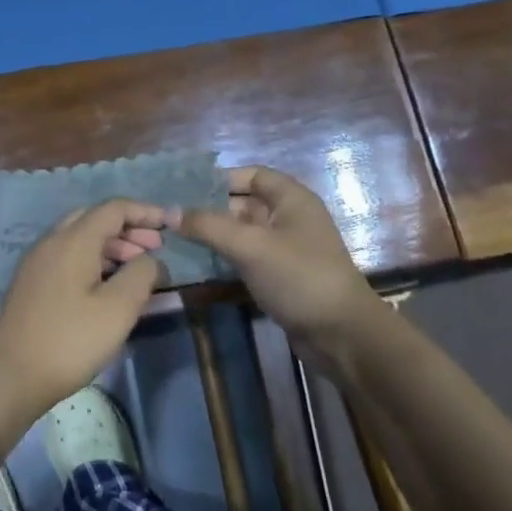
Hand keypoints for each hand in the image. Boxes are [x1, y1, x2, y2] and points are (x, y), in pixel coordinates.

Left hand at [0, 199, 170, 413]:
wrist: (10, 374)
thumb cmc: (70, 340)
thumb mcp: (118, 309)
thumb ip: (141, 275)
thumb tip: (151, 260)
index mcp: (74, 240)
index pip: (114, 209)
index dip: (145, 212)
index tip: (171, 224)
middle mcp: (52, 241)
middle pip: (95, 219)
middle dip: (129, 228)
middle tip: (156, 248)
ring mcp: (39, 262)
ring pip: (80, 238)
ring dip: (112, 245)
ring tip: (138, 268)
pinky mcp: (33, 283)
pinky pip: (69, 256)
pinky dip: (94, 259)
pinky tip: (108, 285)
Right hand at [178, 166, 376, 361]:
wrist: (341, 335)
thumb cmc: (299, 277)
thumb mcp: (251, 246)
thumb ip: (208, 225)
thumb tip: (169, 212)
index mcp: (291, 199)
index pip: (251, 175)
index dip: (219, 178)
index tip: (184, 189)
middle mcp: (289, 218)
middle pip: (243, 203)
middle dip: (209, 208)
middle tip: (170, 216)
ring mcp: (285, 249)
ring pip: (242, 233)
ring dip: (213, 235)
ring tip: (174, 238)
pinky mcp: (280, 276)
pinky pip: (246, 257)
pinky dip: (224, 257)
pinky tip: (196, 263)